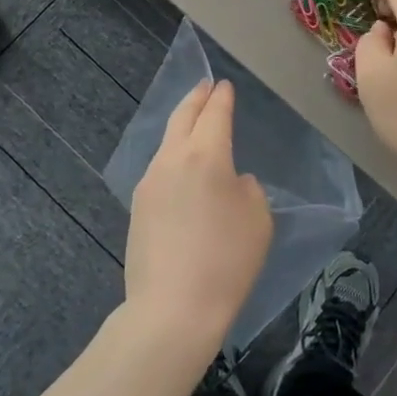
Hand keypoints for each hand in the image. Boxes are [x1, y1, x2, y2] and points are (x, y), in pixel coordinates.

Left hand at [125, 80, 272, 360]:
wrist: (172, 309)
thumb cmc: (226, 261)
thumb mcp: (258, 220)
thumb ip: (247, 189)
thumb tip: (231, 182)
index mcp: (205, 155)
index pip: (214, 114)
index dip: (221, 98)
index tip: (224, 86)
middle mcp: (171, 160)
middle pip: (182, 118)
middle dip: (195, 99)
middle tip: (205, 87)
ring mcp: (149, 183)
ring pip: (167, 143)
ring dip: (181, 128)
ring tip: (193, 125)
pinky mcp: (137, 208)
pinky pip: (159, 170)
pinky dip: (173, 158)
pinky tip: (181, 171)